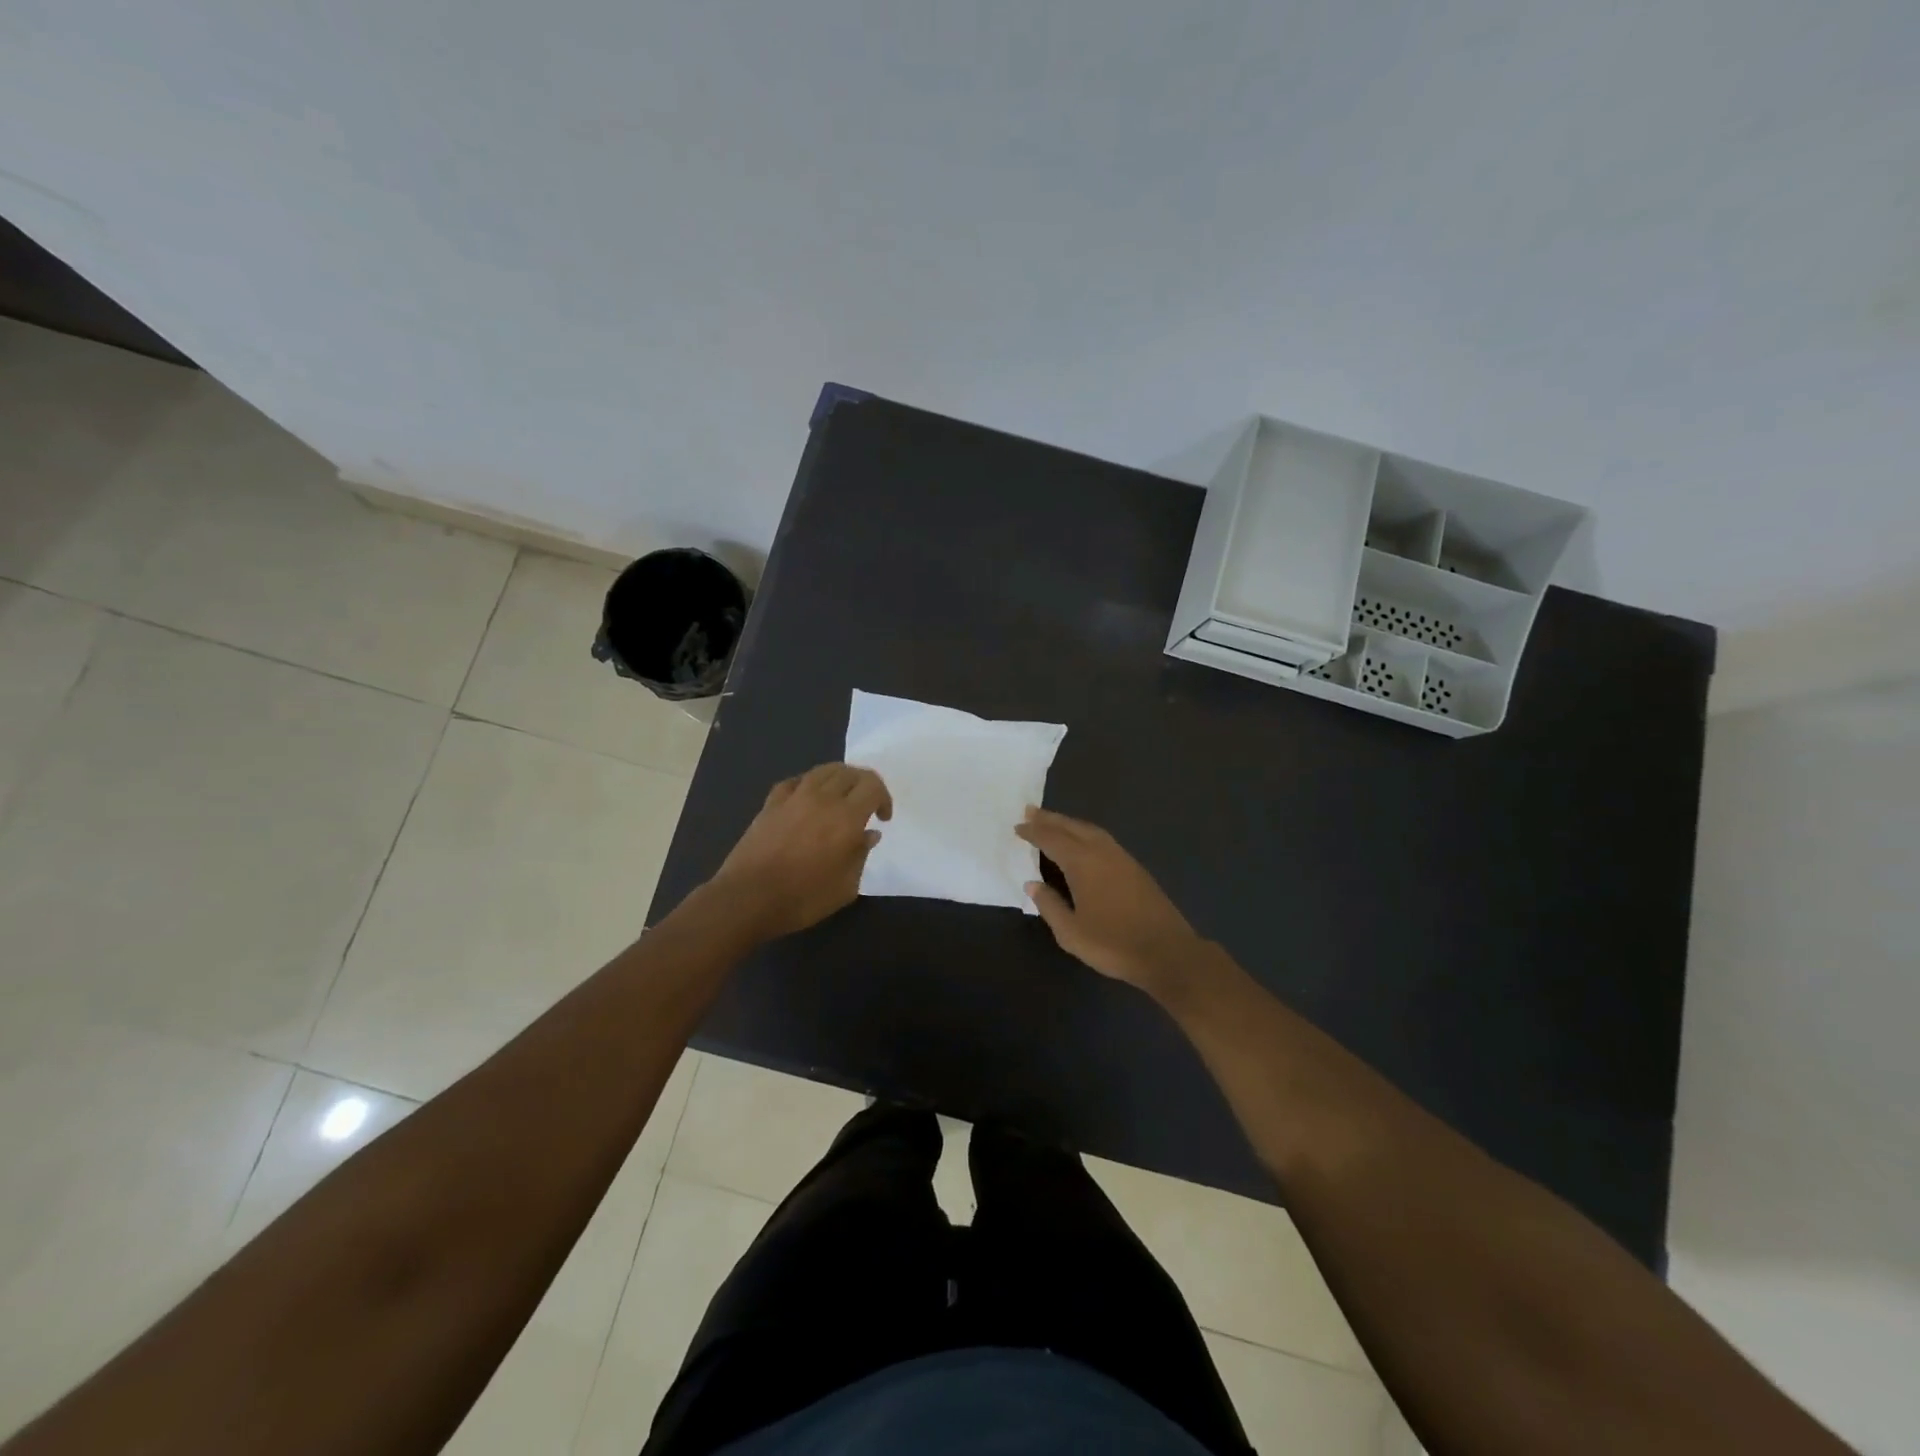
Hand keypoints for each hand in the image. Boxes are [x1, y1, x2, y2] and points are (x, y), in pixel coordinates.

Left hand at [711, 763, 891, 939]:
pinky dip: (809, 784)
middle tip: (866, 805)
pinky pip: (795, 781)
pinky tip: (808, 798)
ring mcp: (793, 798)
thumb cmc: (803, 898)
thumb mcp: (845, 887)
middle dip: (864, 784)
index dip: (884, 797)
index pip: (873, 786)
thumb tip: (868, 834)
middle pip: (850, 772)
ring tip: (840, 797)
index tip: (882, 819)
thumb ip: (861, 855)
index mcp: (846, 817)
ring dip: (839, 779)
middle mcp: (822, 798)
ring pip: (823, 770)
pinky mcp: (771, 803)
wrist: (748, 898)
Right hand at [1015, 806, 1205, 998]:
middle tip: (1031, 810)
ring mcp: (1122, 858)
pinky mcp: (1135, 868)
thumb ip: (1049, 906)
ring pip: (1090, 831)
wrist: (1167, 953)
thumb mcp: (1071, 933)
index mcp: (1083, 863)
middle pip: (1072, 828)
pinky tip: (1083, 842)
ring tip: (1054, 822)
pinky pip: (1103, 839)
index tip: (1017, 827)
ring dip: (1069, 824)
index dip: (1034, 832)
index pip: (1052, 840)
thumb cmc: (1113, 944)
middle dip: (1050, 819)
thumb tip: (1033, 884)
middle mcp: (1102, 852)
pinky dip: (1086, 833)